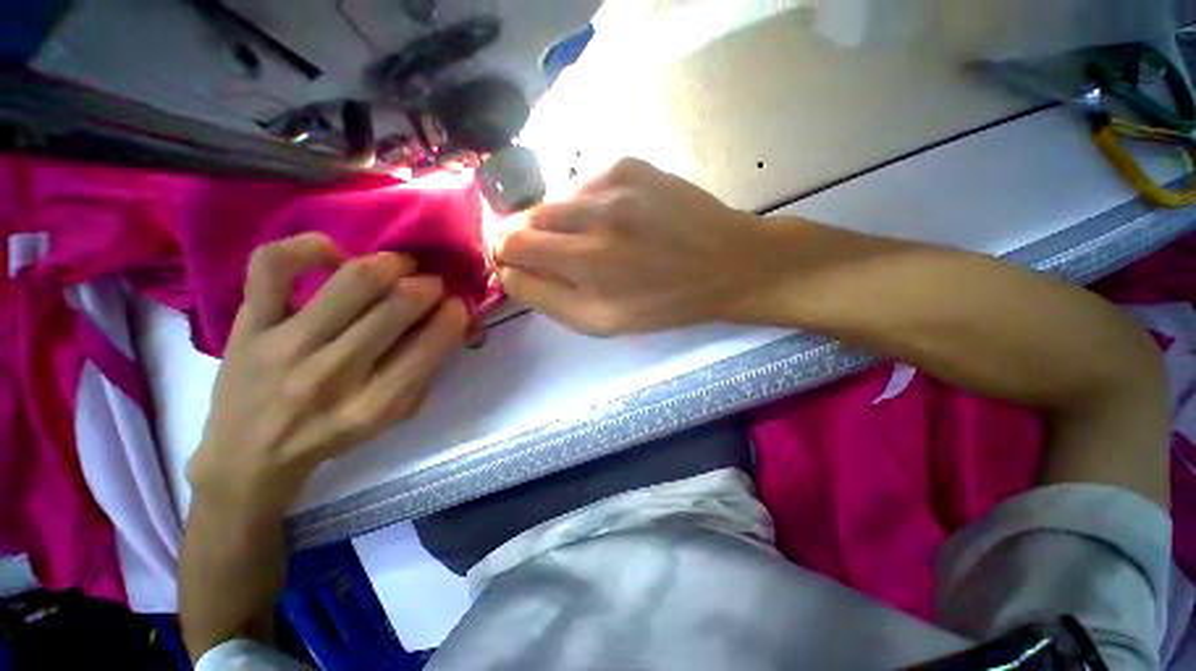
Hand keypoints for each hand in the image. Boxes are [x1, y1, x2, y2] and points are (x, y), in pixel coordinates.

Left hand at [189, 233, 467, 518]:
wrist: (248, 455)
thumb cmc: (333, 434)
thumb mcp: (393, 417)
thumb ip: (424, 370)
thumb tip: (446, 319)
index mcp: (376, 404)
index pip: (433, 343)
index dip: (455, 314)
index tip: (456, 306)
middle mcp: (334, 373)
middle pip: (399, 304)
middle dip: (429, 285)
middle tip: (430, 285)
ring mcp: (286, 344)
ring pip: (353, 280)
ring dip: (391, 263)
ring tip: (398, 266)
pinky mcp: (249, 324)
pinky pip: (276, 265)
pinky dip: (311, 247)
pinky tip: (334, 256)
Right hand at [494, 158, 782, 334]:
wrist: (727, 263)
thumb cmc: (664, 303)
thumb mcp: (604, 323)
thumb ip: (548, 299)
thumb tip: (509, 271)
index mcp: (588, 273)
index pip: (511, 251)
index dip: (504, 258)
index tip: (513, 264)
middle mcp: (594, 228)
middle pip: (522, 221)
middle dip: (521, 240)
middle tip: (545, 254)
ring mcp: (612, 189)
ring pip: (549, 202)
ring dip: (552, 224)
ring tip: (584, 240)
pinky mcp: (628, 166)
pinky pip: (581, 186)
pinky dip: (582, 206)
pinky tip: (609, 220)